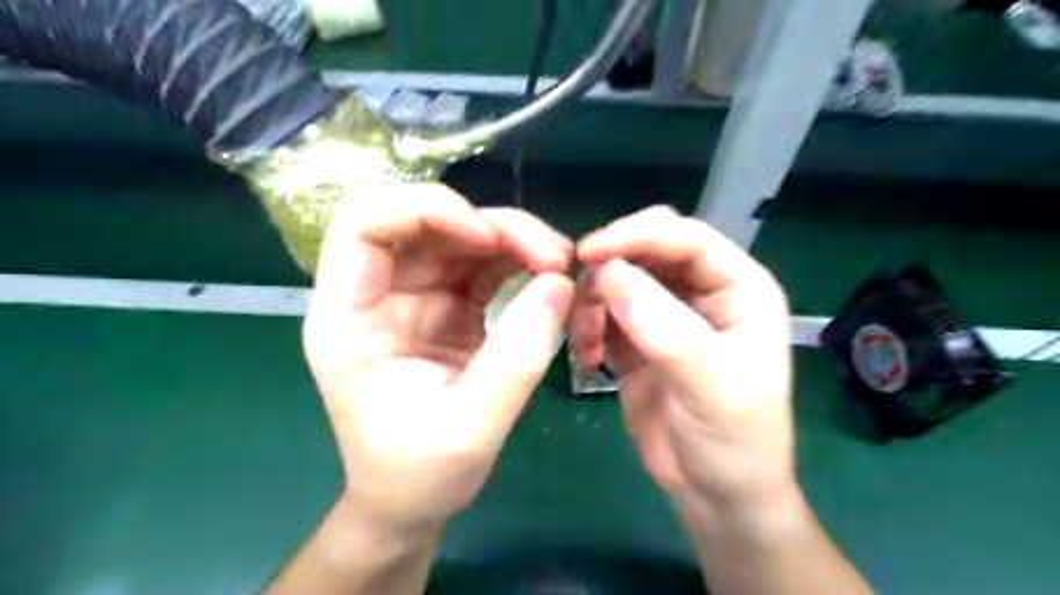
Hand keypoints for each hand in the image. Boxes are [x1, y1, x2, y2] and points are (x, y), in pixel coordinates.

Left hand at [303, 183, 575, 532]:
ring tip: (560, 263)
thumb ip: (516, 360)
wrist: (412, 500)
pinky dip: (519, 259)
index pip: (365, 224)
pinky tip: (549, 275)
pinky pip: (483, 262)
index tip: (486, 237)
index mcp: (349, 318)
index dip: (425, 211)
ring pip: (461, 235)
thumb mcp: (471, 429)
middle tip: (552, 256)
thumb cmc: (419, 475)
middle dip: (493, 226)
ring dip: (514, 238)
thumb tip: (559, 285)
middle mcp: (378, 294)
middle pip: (426, 221)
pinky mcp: (447, 305)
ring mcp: (414, 296)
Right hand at [571, 207, 794, 522]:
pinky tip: (587, 356)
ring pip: (620, 278)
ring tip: (585, 343)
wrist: (716, 496)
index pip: (687, 238)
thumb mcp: (709, 385)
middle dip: (611, 265)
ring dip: (594, 301)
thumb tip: (609, 273)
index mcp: (740, 289)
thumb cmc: (733, 442)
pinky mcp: (639, 339)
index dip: (638, 236)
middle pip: (649, 249)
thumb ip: (663, 326)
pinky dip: (588, 325)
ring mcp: (668, 315)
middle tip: (578, 293)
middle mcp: (704, 293)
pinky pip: (604, 312)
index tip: (588, 253)